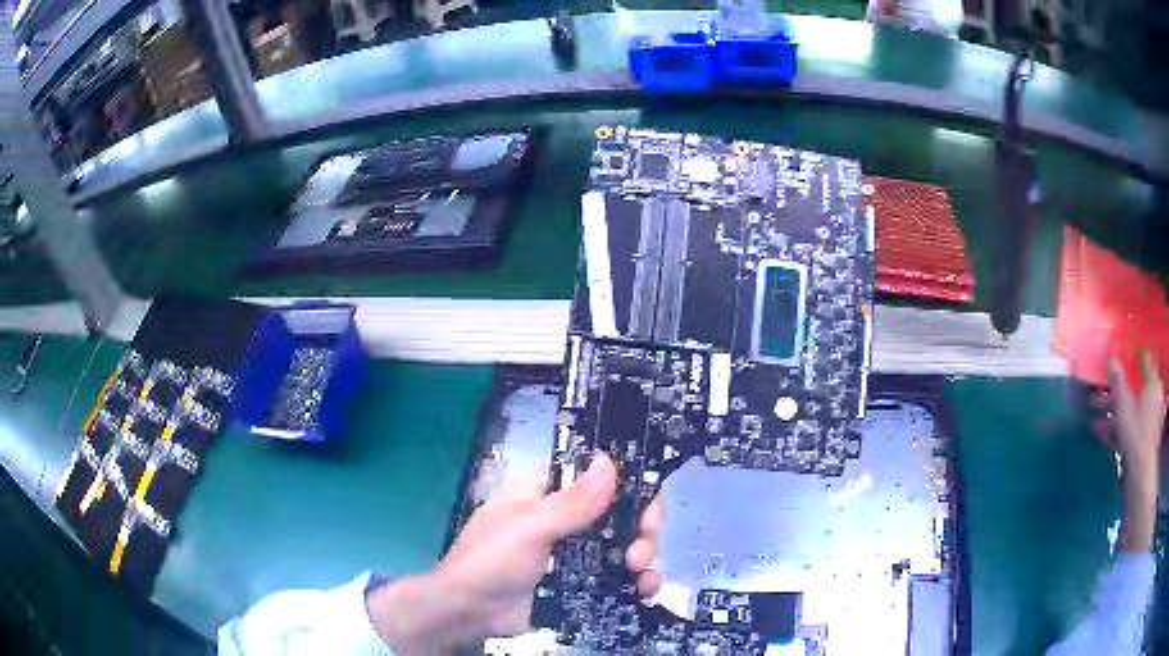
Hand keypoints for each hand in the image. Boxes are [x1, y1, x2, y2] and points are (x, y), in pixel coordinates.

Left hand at [367, 453, 662, 653]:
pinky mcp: (580, 580)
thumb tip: (610, 460)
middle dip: (640, 528)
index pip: (598, 475)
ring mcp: (575, 551)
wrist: (469, 613)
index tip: (647, 507)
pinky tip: (645, 590)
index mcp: (547, 490)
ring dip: (642, 555)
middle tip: (638, 553)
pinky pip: (618, 575)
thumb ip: (572, 501)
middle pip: (620, 510)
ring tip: (640, 576)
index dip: (629, 484)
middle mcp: (566, 516)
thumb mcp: (529, 528)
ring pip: (624, 543)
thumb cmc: (491, 560)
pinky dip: (637, 581)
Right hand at [1092, 351, 1164, 552]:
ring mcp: (1148, 420)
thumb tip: (1111, 358)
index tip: (1117, 357)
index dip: (1130, 357)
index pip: (1143, 360)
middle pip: (1134, 387)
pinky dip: (1117, 428)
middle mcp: (1152, 396)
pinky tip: (1102, 435)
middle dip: (1115, 392)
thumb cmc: (1135, 437)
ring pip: (1130, 409)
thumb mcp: (1123, 408)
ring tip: (1094, 420)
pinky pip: (1130, 427)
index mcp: (1152, 383)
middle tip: (1098, 394)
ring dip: (1113, 413)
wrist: (1140, 478)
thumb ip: (1117, 382)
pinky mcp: (1142, 439)